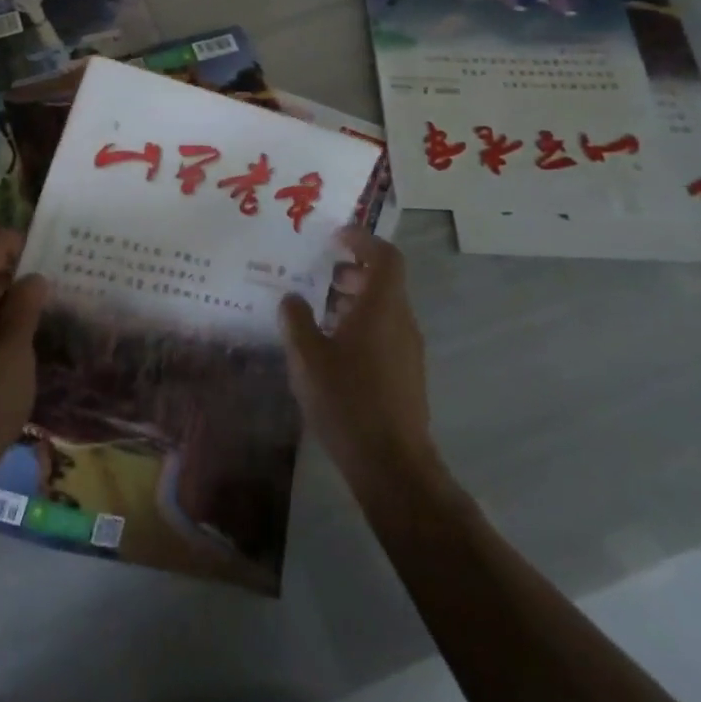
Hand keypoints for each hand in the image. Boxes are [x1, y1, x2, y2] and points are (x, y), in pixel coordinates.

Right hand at [278, 230, 445, 493]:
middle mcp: (401, 322)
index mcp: (382, 308)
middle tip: (319, 272)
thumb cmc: (347, 400)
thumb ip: (296, 320)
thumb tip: (292, 298)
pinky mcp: (406, 374)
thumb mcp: (306, 357)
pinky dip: (360, 324)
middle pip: (385, 281)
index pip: (385, 257)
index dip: (362, 239)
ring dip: (354, 299)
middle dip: (352, 270)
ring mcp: (407, 350)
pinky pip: (384, 332)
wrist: (392, 465)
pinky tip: (330, 346)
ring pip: (383, 308)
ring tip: (317, 309)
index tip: (335, 236)